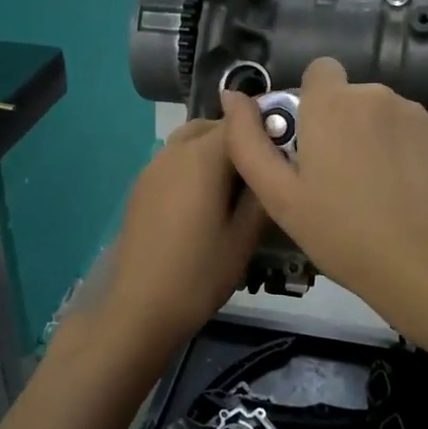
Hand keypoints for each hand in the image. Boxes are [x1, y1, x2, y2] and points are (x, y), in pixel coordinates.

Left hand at [87, 120, 264, 359]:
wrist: (140, 307)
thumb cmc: (200, 273)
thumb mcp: (244, 237)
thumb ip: (262, 192)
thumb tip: (273, 164)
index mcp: (202, 158)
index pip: (240, 121)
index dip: (266, 128)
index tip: (287, 147)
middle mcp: (174, 152)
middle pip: (212, 126)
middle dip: (238, 137)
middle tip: (262, 169)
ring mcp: (152, 168)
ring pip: (189, 141)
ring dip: (213, 150)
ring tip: (235, 186)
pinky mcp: (140, 187)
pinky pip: (173, 160)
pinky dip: (193, 165)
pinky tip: (205, 200)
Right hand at [221, 58, 427, 320]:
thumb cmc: (345, 233)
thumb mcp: (280, 196)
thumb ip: (248, 141)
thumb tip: (231, 96)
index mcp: (332, 104)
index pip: (320, 71)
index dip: (312, 101)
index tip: (311, 142)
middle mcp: (377, 96)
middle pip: (352, 100)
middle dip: (344, 127)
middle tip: (340, 183)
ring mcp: (419, 115)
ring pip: (386, 119)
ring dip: (377, 142)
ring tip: (379, 196)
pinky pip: (416, 137)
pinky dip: (409, 157)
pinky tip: (410, 198)